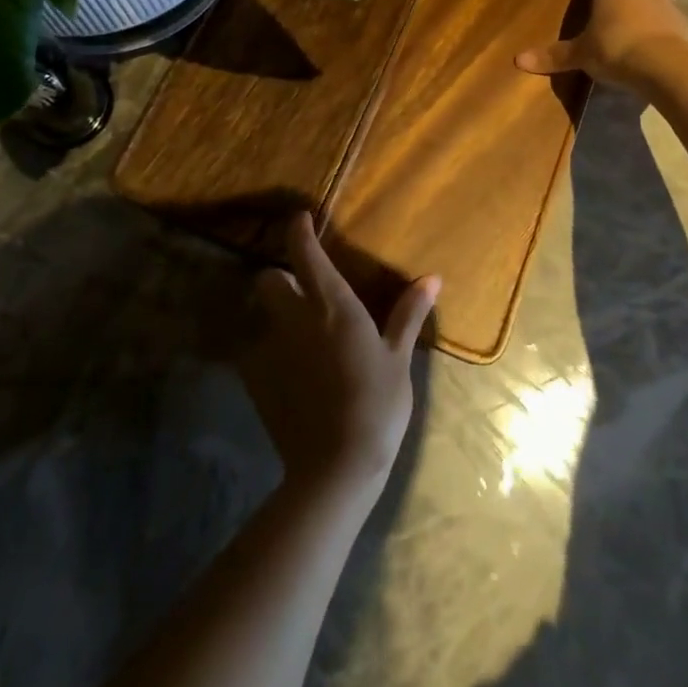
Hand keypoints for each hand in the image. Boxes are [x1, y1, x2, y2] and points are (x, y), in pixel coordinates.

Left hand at [239, 214, 440, 504]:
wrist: (335, 467)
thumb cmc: (377, 404)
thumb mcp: (399, 359)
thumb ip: (409, 315)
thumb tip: (431, 278)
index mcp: (332, 305)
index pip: (305, 253)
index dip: (298, 231)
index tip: (299, 219)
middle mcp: (295, 318)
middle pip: (268, 280)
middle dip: (280, 278)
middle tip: (302, 292)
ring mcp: (271, 350)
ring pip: (261, 317)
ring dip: (275, 318)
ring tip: (298, 339)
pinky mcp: (256, 382)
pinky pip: (257, 354)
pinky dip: (269, 356)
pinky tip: (290, 377)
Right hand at [515, 0, 687, 89]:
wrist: (667, 68)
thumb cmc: (616, 49)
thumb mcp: (581, 55)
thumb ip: (554, 56)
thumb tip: (518, 60)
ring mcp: (667, 8)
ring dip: (649, 6)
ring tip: (635, 25)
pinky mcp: (684, 29)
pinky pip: (670, 23)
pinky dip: (661, 29)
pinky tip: (652, 46)